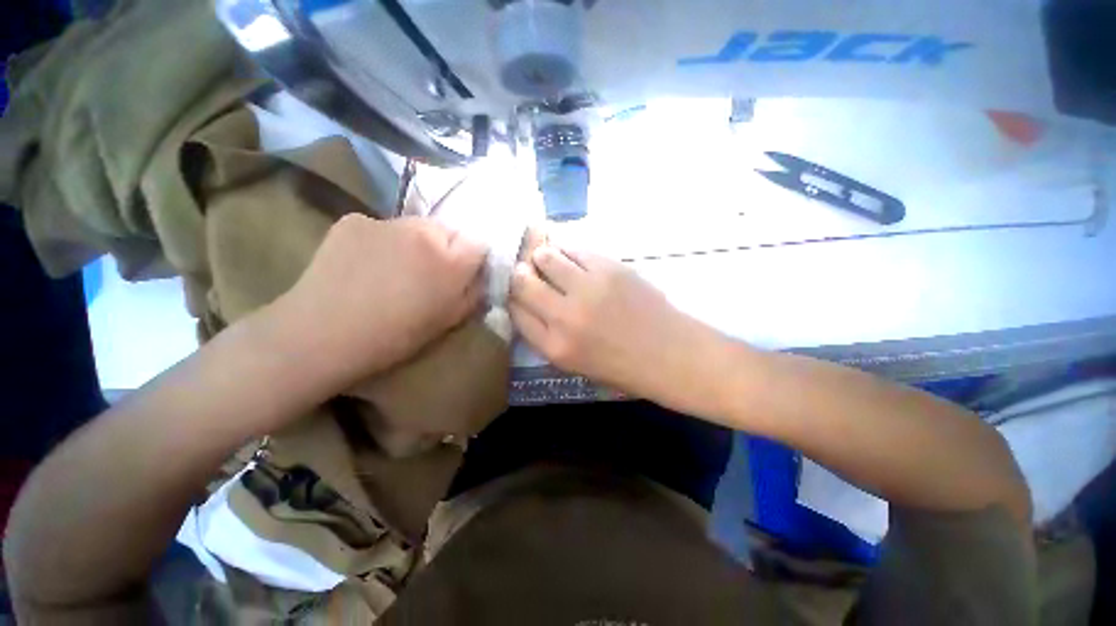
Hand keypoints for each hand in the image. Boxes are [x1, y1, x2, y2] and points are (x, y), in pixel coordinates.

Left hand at [274, 215, 486, 387]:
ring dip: (414, 244)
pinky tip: (365, 265)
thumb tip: (481, 275)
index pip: (478, 243)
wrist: (323, 335)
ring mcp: (386, 221)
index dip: (472, 259)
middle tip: (427, 275)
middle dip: (445, 249)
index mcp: (451, 259)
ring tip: (393, 270)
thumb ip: (474, 292)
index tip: (461, 275)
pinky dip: (382, 242)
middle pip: (447, 231)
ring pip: (415, 227)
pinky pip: (382, 227)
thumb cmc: (396, 336)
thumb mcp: (450, 320)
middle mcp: (424, 230)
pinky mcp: (354, 220)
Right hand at [509, 242, 729, 415]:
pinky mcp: (609, 268)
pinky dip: (568, 250)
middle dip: (521, 273)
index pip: (515, 311)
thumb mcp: (574, 364)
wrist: (670, 354)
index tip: (518, 289)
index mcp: (554, 347)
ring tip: (552, 261)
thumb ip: (546, 336)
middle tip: (529, 271)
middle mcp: (564, 316)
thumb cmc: (622, 367)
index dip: (513, 296)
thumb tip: (529, 303)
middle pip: (522, 281)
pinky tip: (573, 257)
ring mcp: (587, 289)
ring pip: (546, 257)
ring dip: (544, 257)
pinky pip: (575, 249)